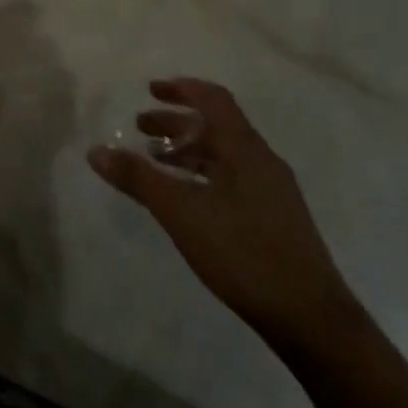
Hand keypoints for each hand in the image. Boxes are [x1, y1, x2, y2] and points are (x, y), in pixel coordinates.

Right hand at [88, 78, 356, 353]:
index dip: (182, 89)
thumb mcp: (181, 212)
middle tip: (141, 127)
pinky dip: (203, 174)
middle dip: (177, 122)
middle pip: (216, 126)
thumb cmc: (243, 252)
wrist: (311, 318)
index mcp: (244, 148)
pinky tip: (187, 199)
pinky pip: (232, 178)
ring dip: (189, 150)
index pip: (213, 100)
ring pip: (224, 154)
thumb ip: (138, 178)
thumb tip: (95, 150)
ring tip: (155, 162)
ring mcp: (272, 190)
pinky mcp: (275, 218)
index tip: (150, 89)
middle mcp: (262, 160)